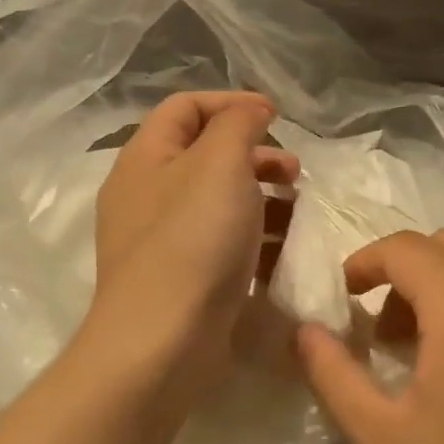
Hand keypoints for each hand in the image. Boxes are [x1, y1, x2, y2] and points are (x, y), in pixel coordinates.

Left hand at [85, 92, 297, 409]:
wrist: (163, 341)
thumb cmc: (193, 239)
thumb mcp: (220, 163)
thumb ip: (237, 124)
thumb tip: (250, 110)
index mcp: (145, 157)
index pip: (186, 107)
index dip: (231, 102)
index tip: (276, 117)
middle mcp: (146, 193)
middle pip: (204, 154)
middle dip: (255, 154)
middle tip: (294, 170)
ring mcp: (161, 239)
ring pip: (217, 200)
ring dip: (261, 196)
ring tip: (297, 210)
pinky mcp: (180, 277)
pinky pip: (220, 241)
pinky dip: (253, 236)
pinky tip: (282, 249)